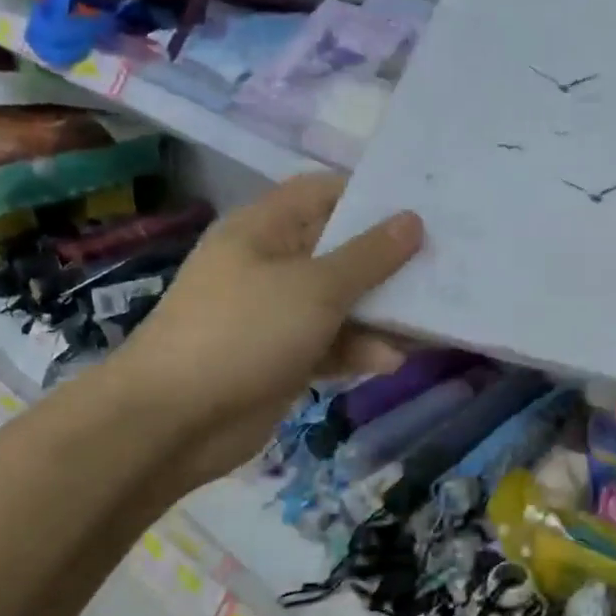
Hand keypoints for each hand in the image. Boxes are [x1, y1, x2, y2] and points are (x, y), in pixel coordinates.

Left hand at [110, 173, 422, 486]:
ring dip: (381, 312)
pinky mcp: (283, 356)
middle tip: (443, 262)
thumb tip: (413, 220)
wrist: (173, 422)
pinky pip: (331, 342)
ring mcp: (275, 313)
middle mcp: (270, 264)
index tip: (421, 206)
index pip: (323, 192)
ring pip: (341, 301)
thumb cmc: (244, 332)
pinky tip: (390, 361)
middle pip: (340, 249)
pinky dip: (358, 349)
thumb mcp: (316, 287)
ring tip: (429, 320)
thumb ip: (370, 256)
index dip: (370, 195)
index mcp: (265, 229)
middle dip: (388, 259)